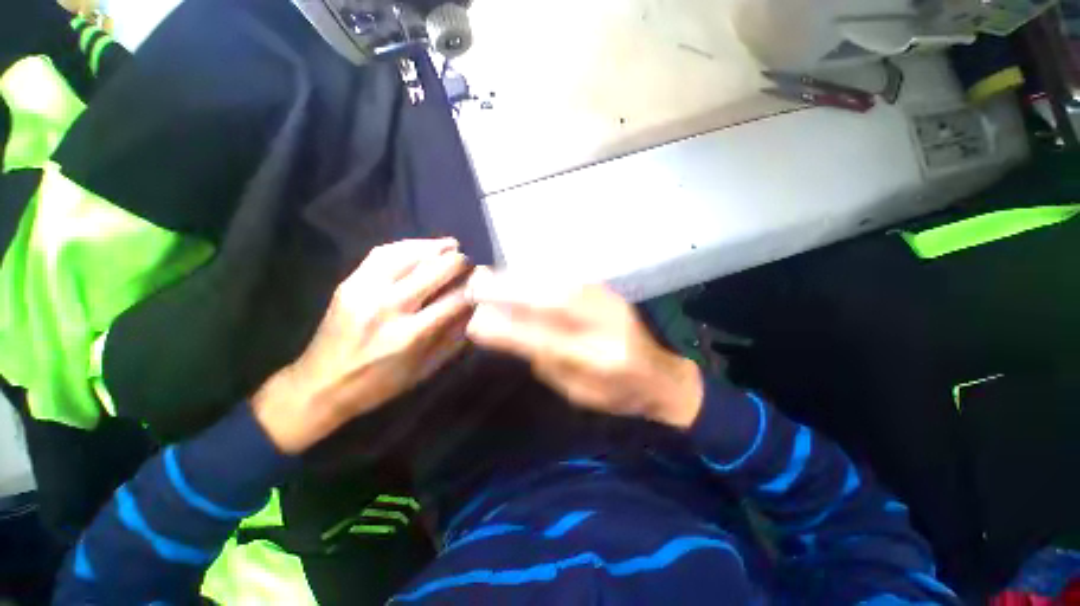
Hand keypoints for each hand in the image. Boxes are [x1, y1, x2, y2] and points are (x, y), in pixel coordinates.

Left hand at [254, 238, 471, 452]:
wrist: (319, 386)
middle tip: (470, 263)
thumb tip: (475, 311)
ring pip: (407, 255)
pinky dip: (406, 245)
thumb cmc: (379, 384)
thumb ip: (453, 340)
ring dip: (435, 247)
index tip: (484, 284)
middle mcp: (389, 307)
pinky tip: (421, 246)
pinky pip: (382, 253)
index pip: (454, 300)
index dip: (473, 288)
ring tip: (452, 245)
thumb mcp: (424, 371)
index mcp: (411, 335)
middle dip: (459, 263)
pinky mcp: (349, 283)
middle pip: (433, 271)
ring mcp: (365, 291)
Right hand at [464, 268, 703, 428]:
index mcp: (599, 362)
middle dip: (511, 291)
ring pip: (558, 284)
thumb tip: (510, 335)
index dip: (507, 331)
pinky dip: (539, 276)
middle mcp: (605, 326)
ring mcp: (609, 303)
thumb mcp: (578, 392)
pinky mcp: (608, 292)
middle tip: (478, 284)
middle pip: (553, 301)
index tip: (474, 322)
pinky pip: (567, 279)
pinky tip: (521, 276)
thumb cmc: (617, 394)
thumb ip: (544, 362)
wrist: (660, 375)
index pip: (544, 342)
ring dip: (522, 279)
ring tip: (492, 276)